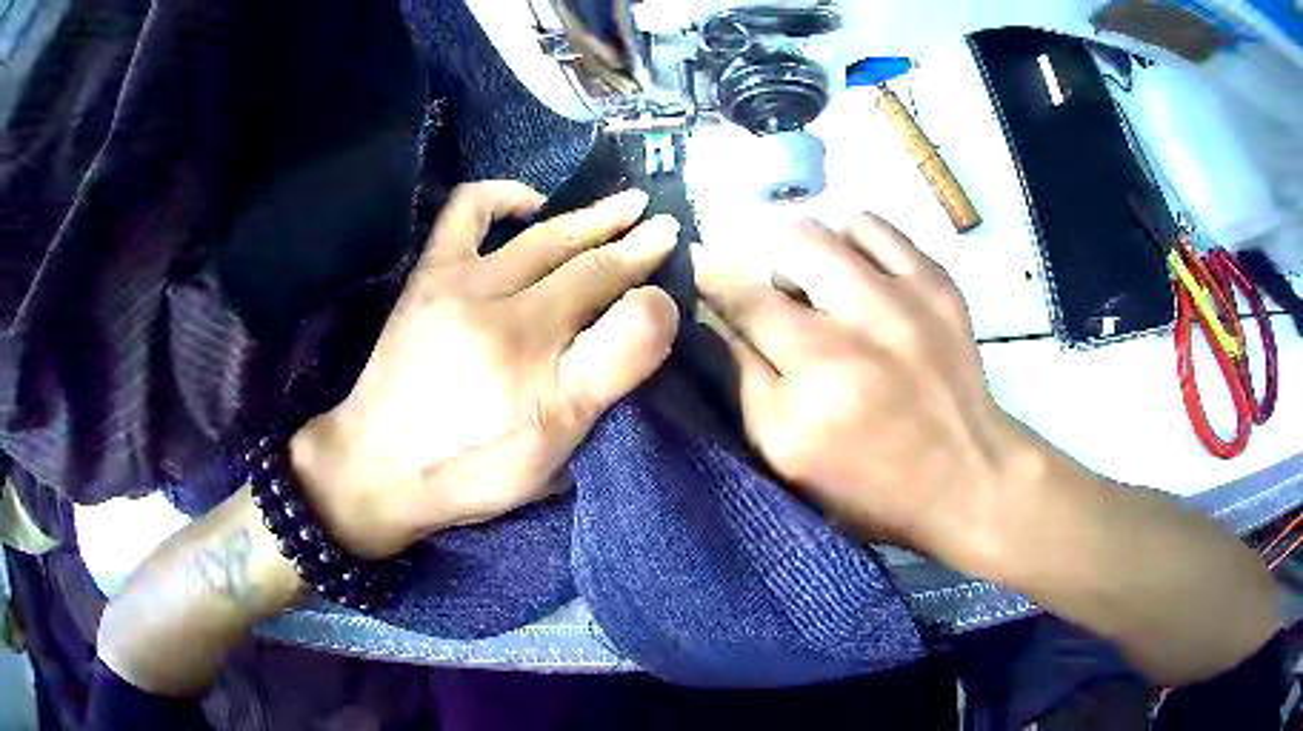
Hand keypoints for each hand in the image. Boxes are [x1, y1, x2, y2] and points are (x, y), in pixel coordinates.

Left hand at [292, 181, 679, 558]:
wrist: (379, 467)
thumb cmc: (472, 470)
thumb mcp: (553, 453)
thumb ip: (609, 377)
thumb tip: (654, 313)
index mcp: (543, 370)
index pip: (622, 308)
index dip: (655, 285)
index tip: (676, 270)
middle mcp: (508, 315)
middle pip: (588, 263)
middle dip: (634, 241)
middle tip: (667, 225)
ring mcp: (463, 285)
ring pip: (545, 235)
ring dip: (592, 215)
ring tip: (625, 204)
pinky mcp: (430, 273)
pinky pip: (468, 211)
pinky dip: (504, 195)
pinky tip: (531, 203)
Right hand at [695, 215, 1025, 555]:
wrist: (966, 478)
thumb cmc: (870, 483)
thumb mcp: (786, 454)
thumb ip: (745, 381)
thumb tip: (721, 322)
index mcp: (815, 371)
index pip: (744, 298)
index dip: (714, 279)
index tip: (706, 274)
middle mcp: (860, 319)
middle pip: (788, 244)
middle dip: (771, 268)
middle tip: (783, 302)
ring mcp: (907, 293)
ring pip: (832, 227)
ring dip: (815, 254)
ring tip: (826, 289)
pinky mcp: (939, 283)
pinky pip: (879, 229)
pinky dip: (857, 243)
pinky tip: (863, 276)